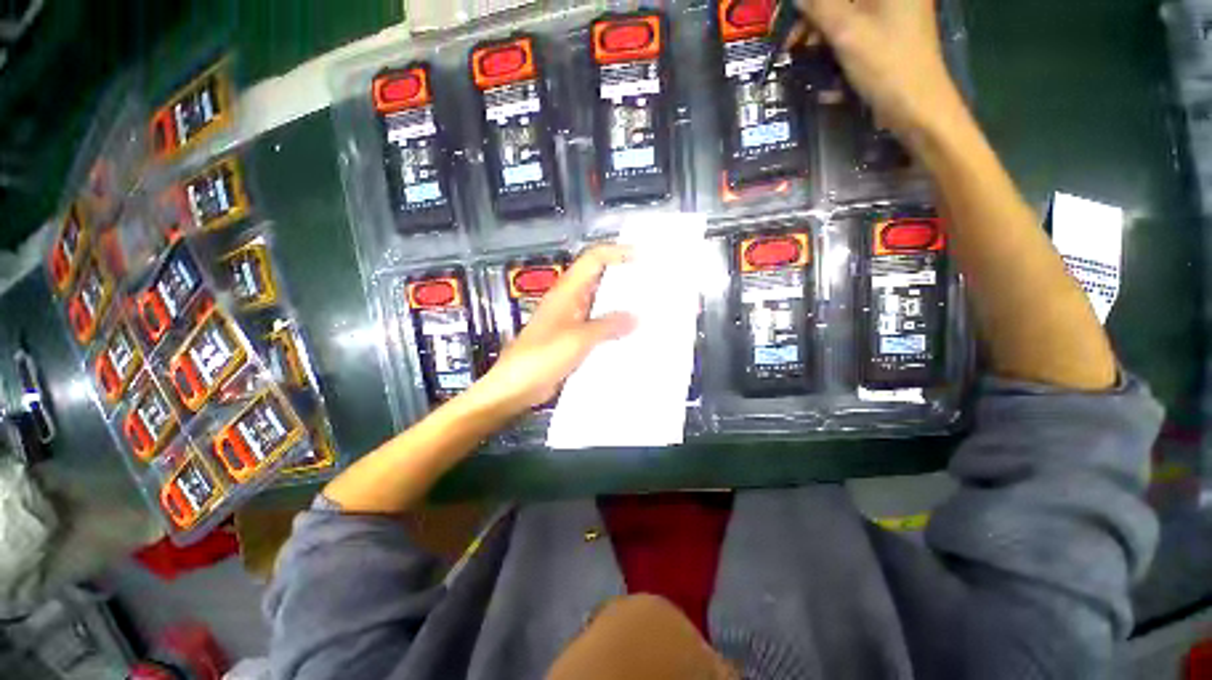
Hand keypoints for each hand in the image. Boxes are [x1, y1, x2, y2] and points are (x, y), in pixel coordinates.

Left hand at [469, 245, 637, 415]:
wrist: (515, 387)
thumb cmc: (540, 358)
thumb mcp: (577, 340)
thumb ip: (607, 326)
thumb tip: (636, 317)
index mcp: (566, 292)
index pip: (593, 260)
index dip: (616, 253)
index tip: (641, 257)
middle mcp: (569, 302)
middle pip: (598, 280)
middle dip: (623, 278)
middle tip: (651, 284)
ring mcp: (571, 321)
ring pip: (599, 304)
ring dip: (619, 305)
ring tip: (647, 309)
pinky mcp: (572, 340)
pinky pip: (597, 327)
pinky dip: (612, 327)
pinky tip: (629, 336)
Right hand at [793, 0, 966, 145]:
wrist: (917, 106)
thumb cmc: (885, 65)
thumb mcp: (846, 32)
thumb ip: (819, 7)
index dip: (813, 3)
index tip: (793, 17)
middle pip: (844, 0)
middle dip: (815, 17)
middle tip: (793, 41)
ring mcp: (895, 13)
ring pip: (848, 14)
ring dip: (822, 32)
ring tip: (804, 56)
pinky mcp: (890, 34)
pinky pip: (856, 30)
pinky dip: (837, 42)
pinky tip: (823, 62)